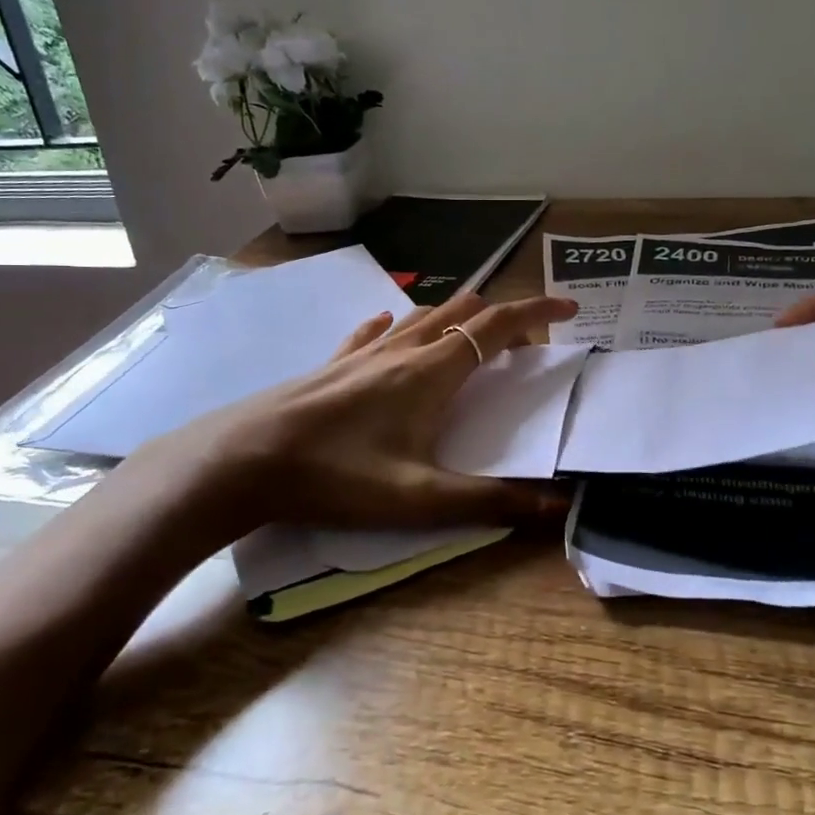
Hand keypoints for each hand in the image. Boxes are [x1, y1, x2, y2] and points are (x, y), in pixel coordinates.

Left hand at [150, 290, 579, 530]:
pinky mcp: (333, 363)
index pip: (498, 325)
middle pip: (463, 311)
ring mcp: (363, 352)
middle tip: (523, 347)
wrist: (245, 460)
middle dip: (501, 318)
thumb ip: (492, 502)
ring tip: (470, 343)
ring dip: (456, 319)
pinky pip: (375, 331)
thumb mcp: (421, 499)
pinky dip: (399, 326)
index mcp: (433, 371)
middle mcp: (403, 348)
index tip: (569, 307)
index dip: (538, 310)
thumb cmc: (338, 475)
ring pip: (422, 315)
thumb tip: (558, 508)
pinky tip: (391, 332)